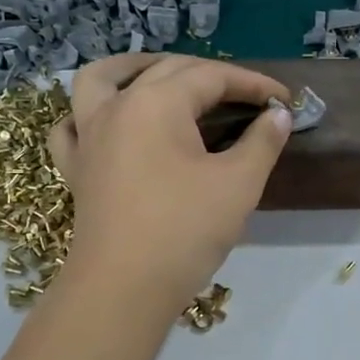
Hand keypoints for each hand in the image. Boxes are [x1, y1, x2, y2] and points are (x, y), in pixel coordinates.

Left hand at [48, 54, 292, 313]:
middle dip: (212, 76)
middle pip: (166, 71)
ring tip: (162, 75)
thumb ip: (262, 142)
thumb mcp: (238, 184)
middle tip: (248, 98)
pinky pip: (73, 125)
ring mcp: (88, 136)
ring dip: (134, 69)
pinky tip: (109, 123)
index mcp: (156, 103)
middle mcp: (116, 107)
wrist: (123, 289)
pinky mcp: (76, 168)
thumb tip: (278, 116)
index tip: (285, 100)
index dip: (253, 84)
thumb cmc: (184, 231)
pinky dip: (89, 114)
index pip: (212, 76)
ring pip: (100, 80)